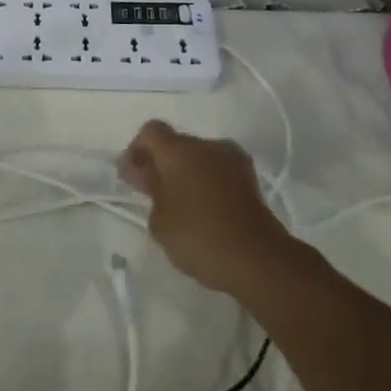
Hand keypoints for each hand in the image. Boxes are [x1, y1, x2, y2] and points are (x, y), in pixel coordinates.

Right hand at [118, 122, 293, 297]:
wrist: (258, 259)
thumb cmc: (199, 236)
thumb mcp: (159, 219)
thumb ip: (149, 190)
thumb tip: (146, 173)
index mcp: (179, 149)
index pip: (150, 131)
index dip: (136, 150)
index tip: (131, 177)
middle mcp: (207, 145)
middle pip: (176, 143)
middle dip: (161, 162)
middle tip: (152, 193)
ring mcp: (232, 159)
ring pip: (199, 156)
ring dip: (186, 172)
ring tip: (180, 204)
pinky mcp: (250, 179)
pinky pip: (218, 171)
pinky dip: (207, 182)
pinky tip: (204, 210)